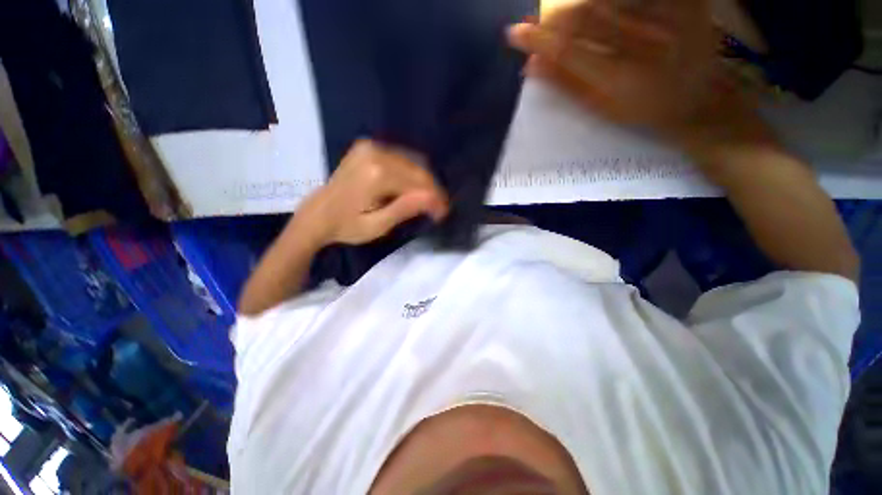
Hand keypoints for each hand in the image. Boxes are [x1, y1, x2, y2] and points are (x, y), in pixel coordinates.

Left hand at [297, 140, 449, 246]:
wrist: (318, 214)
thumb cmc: (347, 226)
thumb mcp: (377, 226)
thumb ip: (404, 209)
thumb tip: (433, 198)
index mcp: (376, 173)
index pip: (418, 182)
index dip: (435, 197)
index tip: (443, 212)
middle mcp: (374, 153)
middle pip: (417, 170)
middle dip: (432, 190)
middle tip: (438, 209)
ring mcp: (369, 147)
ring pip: (411, 162)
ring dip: (423, 182)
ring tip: (428, 201)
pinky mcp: (367, 147)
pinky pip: (400, 158)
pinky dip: (411, 173)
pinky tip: (413, 188)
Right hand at [507, 0, 769, 150]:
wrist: (699, 100)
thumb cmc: (642, 111)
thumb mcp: (601, 107)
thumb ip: (567, 85)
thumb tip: (532, 65)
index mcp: (620, 79)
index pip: (568, 51)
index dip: (539, 40)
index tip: (514, 33)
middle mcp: (644, 44)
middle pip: (588, 15)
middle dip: (557, 16)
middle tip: (541, 19)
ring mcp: (669, 18)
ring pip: (611, 0)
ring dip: (580, 4)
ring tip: (566, 15)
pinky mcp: (686, 2)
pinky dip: (612, 2)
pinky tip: (598, 8)